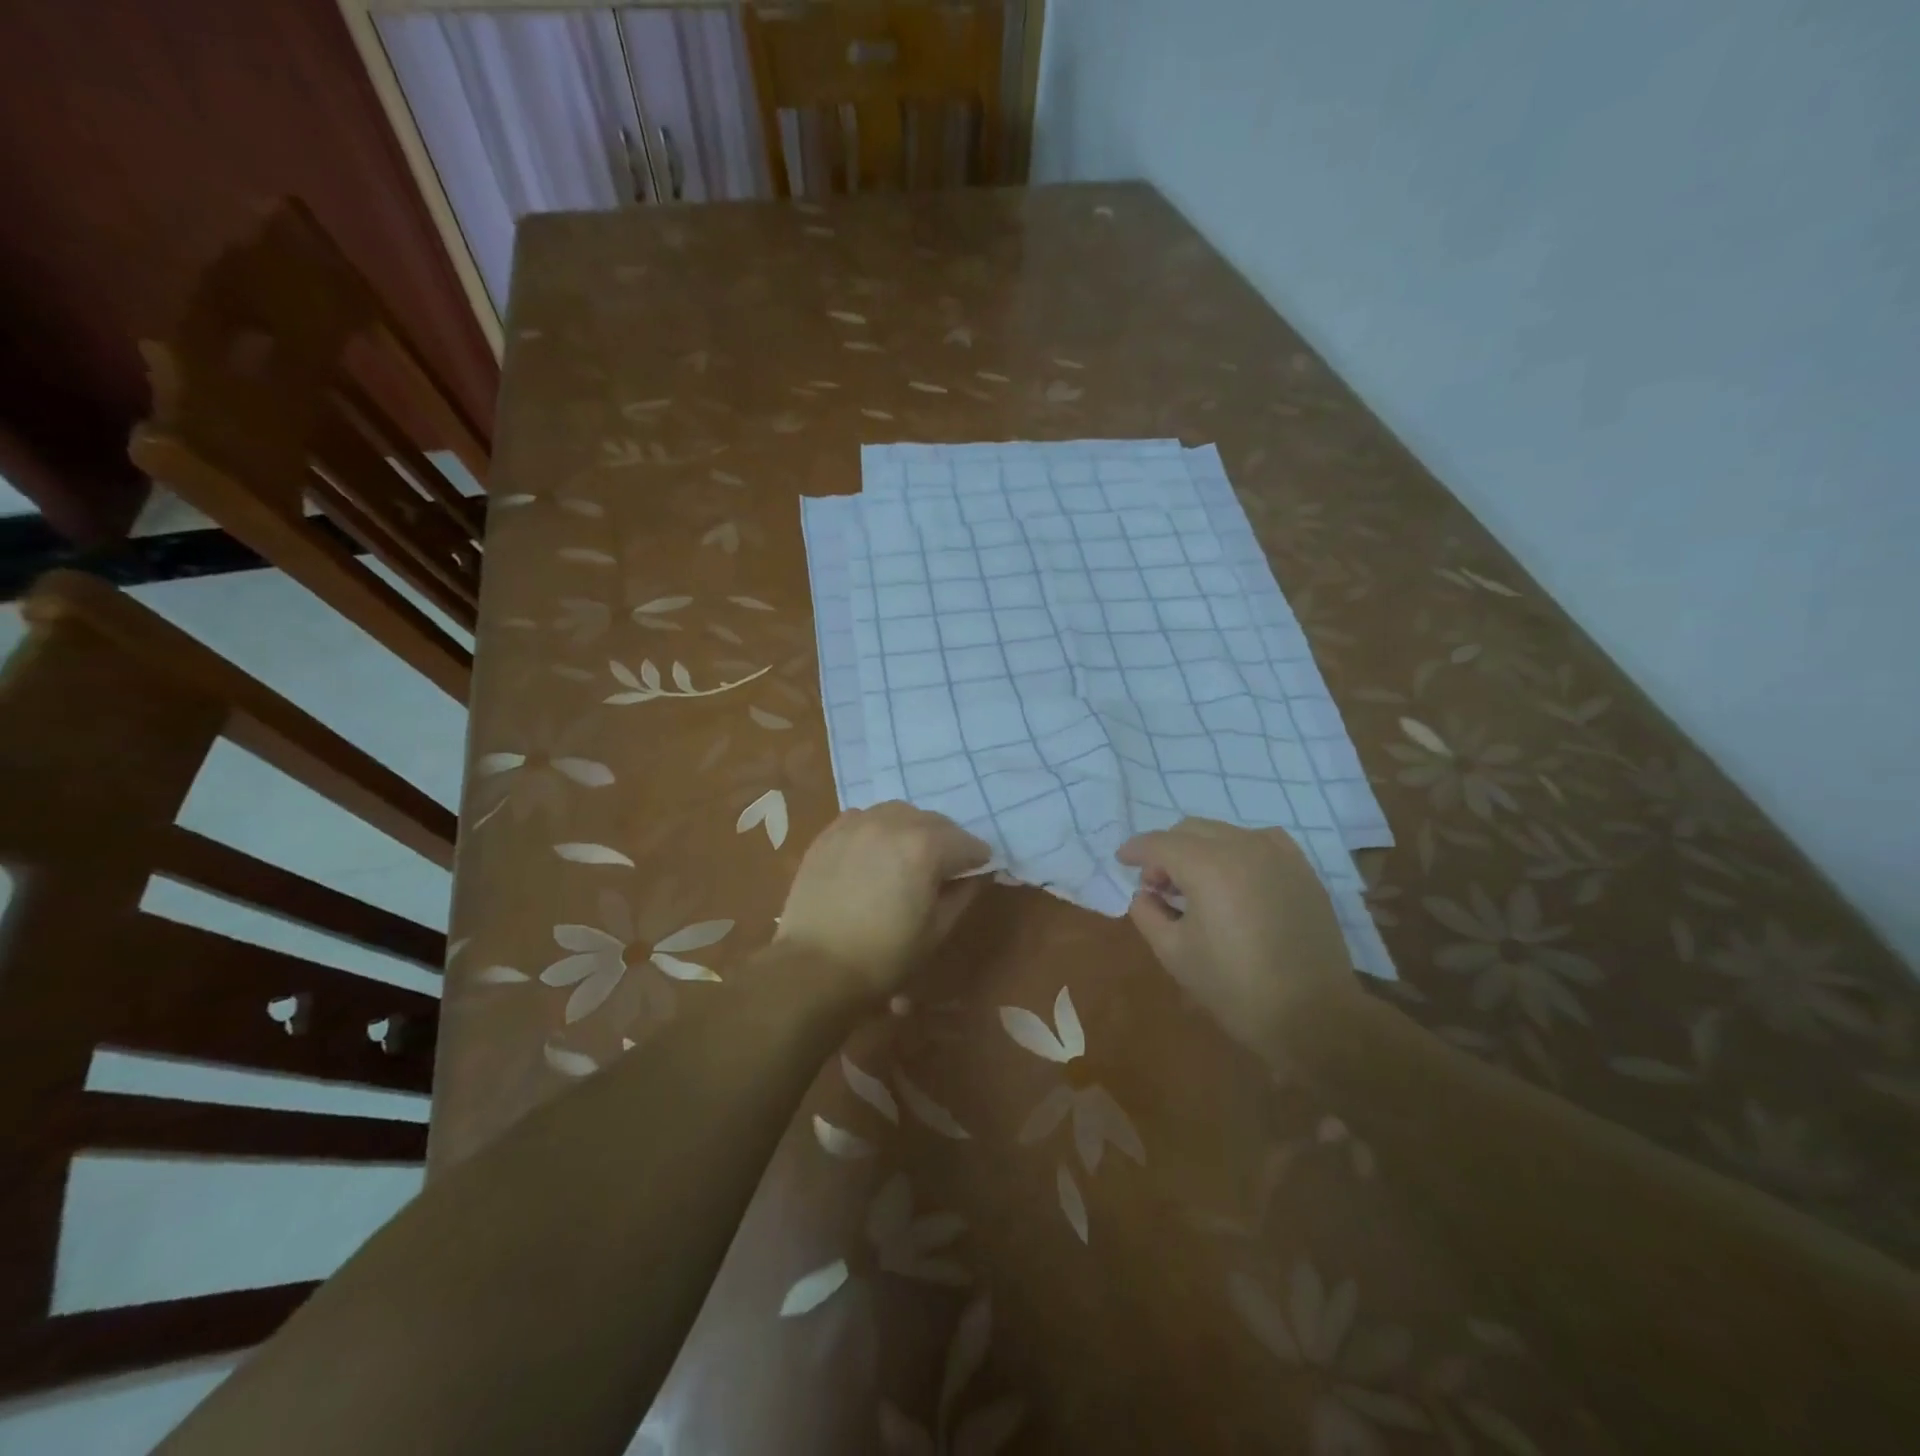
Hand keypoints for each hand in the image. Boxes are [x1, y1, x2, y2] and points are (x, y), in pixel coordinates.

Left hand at [775, 802, 991, 995]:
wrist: (814, 966)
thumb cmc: (884, 956)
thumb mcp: (936, 931)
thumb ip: (962, 895)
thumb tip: (976, 875)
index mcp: (926, 847)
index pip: (966, 843)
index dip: (977, 859)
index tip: (978, 871)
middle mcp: (893, 823)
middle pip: (934, 821)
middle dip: (947, 841)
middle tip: (946, 866)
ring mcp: (858, 824)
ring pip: (899, 812)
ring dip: (913, 828)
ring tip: (908, 854)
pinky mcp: (830, 833)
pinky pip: (864, 818)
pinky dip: (878, 828)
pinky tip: (875, 851)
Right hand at [1117, 817, 1355, 1052]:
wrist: (1313, 1015)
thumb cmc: (1235, 987)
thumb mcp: (1174, 954)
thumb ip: (1148, 913)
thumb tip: (1145, 894)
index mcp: (1207, 866)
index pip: (1159, 843)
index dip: (1135, 850)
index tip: (1122, 861)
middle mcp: (1243, 847)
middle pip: (1190, 830)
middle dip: (1166, 851)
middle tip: (1158, 886)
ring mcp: (1278, 854)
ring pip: (1224, 832)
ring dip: (1200, 848)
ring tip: (1197, 885)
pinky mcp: (1302, 869)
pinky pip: (1259, 841)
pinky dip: (1237, 850)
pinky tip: (1235, 879)